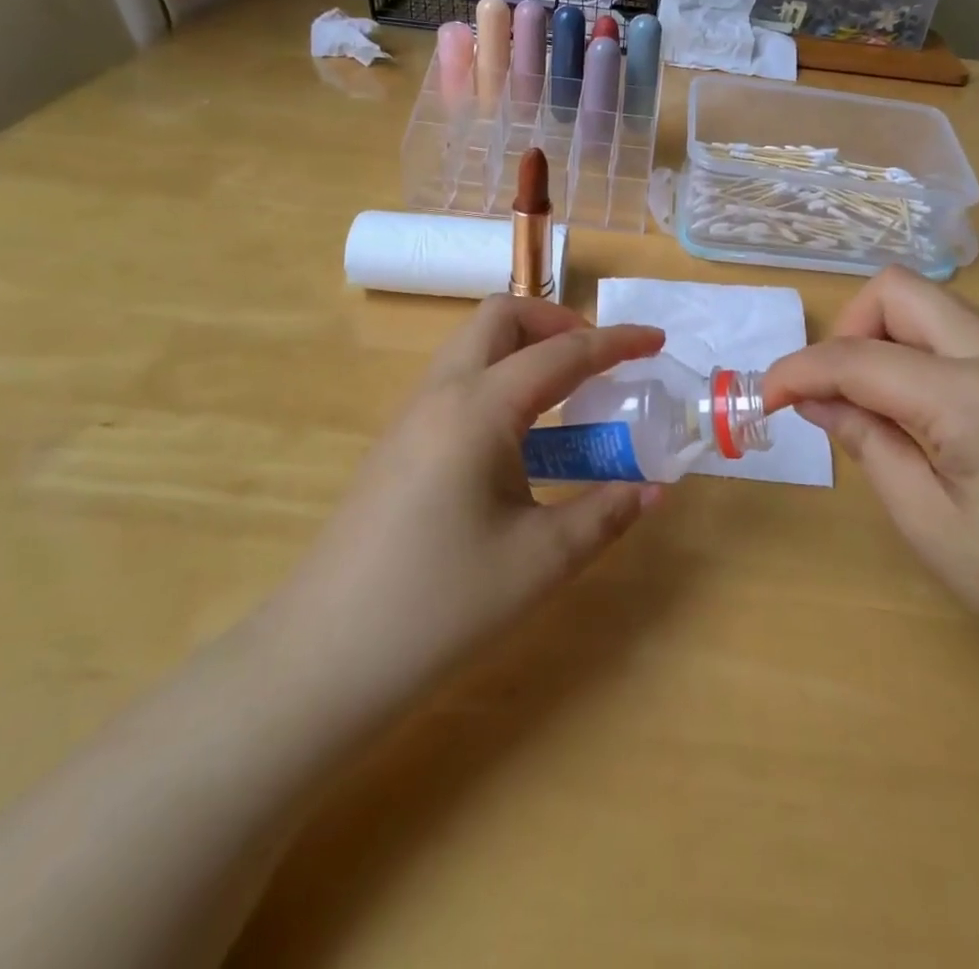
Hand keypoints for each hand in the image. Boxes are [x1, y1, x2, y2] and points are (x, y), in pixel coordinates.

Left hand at [267, 296, 665, 721]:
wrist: (321, 660)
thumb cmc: (439, 606)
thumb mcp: (540, 561)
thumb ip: (605, 513)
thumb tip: (654, 489)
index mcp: (479, 409)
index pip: (562, 353)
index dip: (616, 342)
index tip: (657, 340)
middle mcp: (440, 394)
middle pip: (501, 318)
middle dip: (558, 322)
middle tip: (599, 362)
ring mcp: (411, 416)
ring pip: (473, 346)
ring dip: (525, 348)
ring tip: (569, 396)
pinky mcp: (397, 443)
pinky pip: (457, 381)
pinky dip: (500, 378)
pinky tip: (521, 437)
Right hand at [764, 268, 978, 714]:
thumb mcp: (929, 524)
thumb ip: (867, 443)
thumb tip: (816, 400)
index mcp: (969, 393)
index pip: (858, 356)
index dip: (798, 371)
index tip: (762, 400)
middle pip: (900, 292)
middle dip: (848, 330)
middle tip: (830, 395)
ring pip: (932, 310)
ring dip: (883, 342)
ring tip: (870, 412)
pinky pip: (959, 340)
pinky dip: (917, 359)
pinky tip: (916, 419)